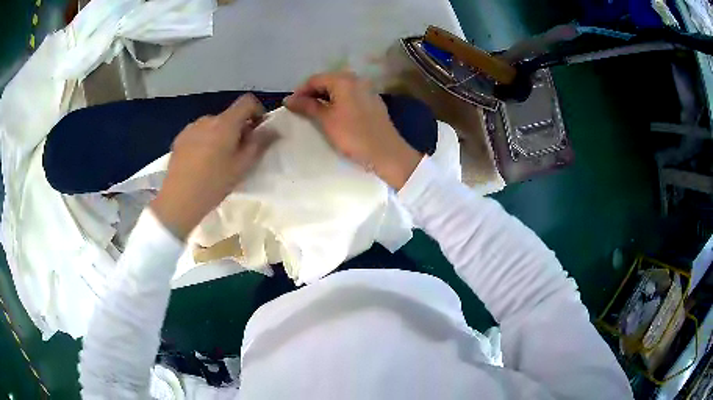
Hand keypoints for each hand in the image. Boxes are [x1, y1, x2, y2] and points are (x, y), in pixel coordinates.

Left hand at [151, 94, 277, 239]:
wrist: (179, 200)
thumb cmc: (214, 184)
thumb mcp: (242, 167)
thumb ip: (259, 144)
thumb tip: (273, 129)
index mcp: (225, 123)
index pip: (247, 101)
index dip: (257, 111)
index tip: (258, 131)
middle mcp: (207, 119)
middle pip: (229, 116)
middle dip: (238, 129)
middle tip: (238, 153)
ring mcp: (191, 128)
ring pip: (213, 125)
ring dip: (220, 135)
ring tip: (217, 160)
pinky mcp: (179, 138)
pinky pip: (198, 133)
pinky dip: (205, 141)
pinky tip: (200, 162)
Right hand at [284, 72, 421, 188]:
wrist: (387, 153)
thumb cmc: (353, 136)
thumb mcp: (326, 121)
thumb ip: (307, 106)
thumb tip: (289, 99)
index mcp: (344, 80)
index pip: (315, 79)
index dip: (300, 91)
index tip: (290, 106)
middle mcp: (357, 79)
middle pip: (328, 81)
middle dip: (312, 93)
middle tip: (301, 109)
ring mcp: (367, 90)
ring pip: (340, 88)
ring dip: (325, 97)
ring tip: (315, 113)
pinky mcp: (373, 101)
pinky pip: (351, 96)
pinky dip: (339, 101)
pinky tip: (334, 114)